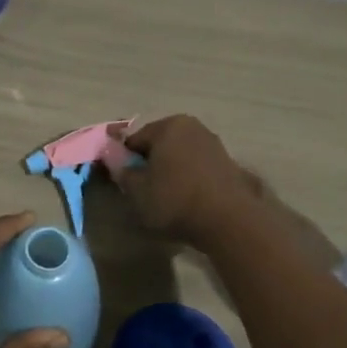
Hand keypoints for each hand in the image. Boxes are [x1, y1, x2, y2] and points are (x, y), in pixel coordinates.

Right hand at [115, 116, 267, 249]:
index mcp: (168, 126)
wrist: (228, 222)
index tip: (123, 181)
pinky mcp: (229, 164)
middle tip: (144, 189)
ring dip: (171, 170)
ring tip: (167, 197)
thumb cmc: (175, 200)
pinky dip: (190, 178)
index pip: (135, 139)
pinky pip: (198, 167)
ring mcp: (214, 144)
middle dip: (150, 162)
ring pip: (180, 155)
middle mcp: (193, 127)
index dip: (125, 160)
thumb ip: (122, 172)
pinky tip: (188, 199)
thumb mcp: (137, 190)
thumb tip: (117, 161)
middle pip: (160, 144)